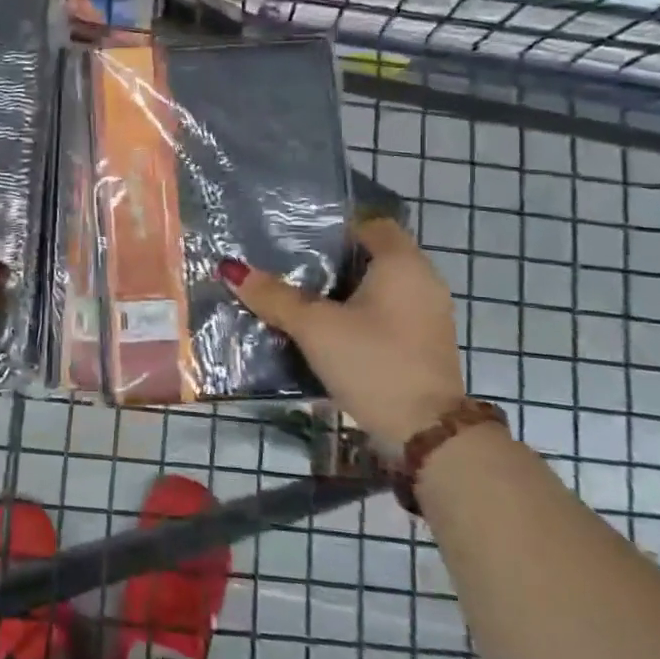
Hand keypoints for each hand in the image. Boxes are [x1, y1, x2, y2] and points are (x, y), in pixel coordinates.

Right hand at [220, 217, 464, 453]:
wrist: (426, 435)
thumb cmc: (372, 362)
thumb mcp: (315, 327)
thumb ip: (274, 296)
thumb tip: (231, 268)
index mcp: (402, 263)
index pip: (370, 223)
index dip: (334, 227)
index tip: (298, 239)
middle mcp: (423, 280)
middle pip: (373, 255)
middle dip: (333, 261)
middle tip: (290, 267)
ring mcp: (428, 315)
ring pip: (379, 288)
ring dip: (345, 291)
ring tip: (301, 299)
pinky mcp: (424, 344)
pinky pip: (387, 313)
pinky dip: (360, 314)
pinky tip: (328, 330)